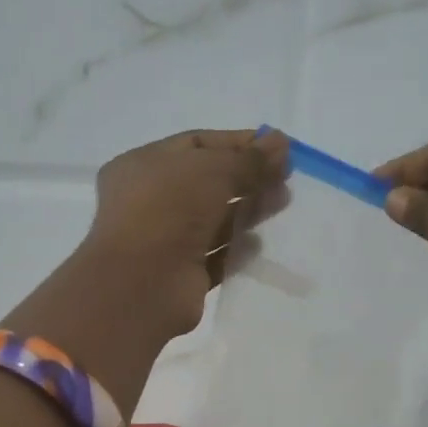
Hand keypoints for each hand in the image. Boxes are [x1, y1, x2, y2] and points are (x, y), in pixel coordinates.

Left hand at [80, 127, 289, 339]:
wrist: (142, 283)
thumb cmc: (169, 209)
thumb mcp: (213, 170)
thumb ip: (250, 159)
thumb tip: (281, 142)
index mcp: (143, 165)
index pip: (196, 145)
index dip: (237, 143)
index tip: (277, 147)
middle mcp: (150, 201)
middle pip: (207, 183)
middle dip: (248, 178)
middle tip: (285, 179)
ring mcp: (164, 241)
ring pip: (213, 220)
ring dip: (247, 211)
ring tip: (281, 204)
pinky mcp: (181, 276)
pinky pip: (215, 257)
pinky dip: (236, 250)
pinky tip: (258, 244)